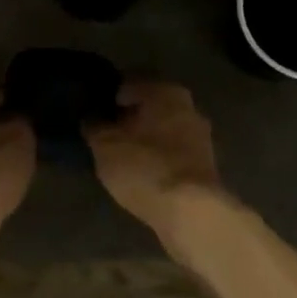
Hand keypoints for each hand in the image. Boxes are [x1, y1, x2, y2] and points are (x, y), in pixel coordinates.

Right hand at [86, 82, 221, 236]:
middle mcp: (188, 106)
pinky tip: (142, 173)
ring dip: (145, 140)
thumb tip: (91, 117)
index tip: (94, 114)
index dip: (108, 98)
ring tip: (122, 157)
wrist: (191, 214)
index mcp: (165, 91)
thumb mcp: (104, 145)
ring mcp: (201, 137)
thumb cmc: (144, 166)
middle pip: (150, 107)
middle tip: (106, 135)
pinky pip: (173, 154)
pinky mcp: (206, 166)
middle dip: (130, 119)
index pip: (129, 83)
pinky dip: (158, 159)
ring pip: (164, 130)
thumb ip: (94, 125)